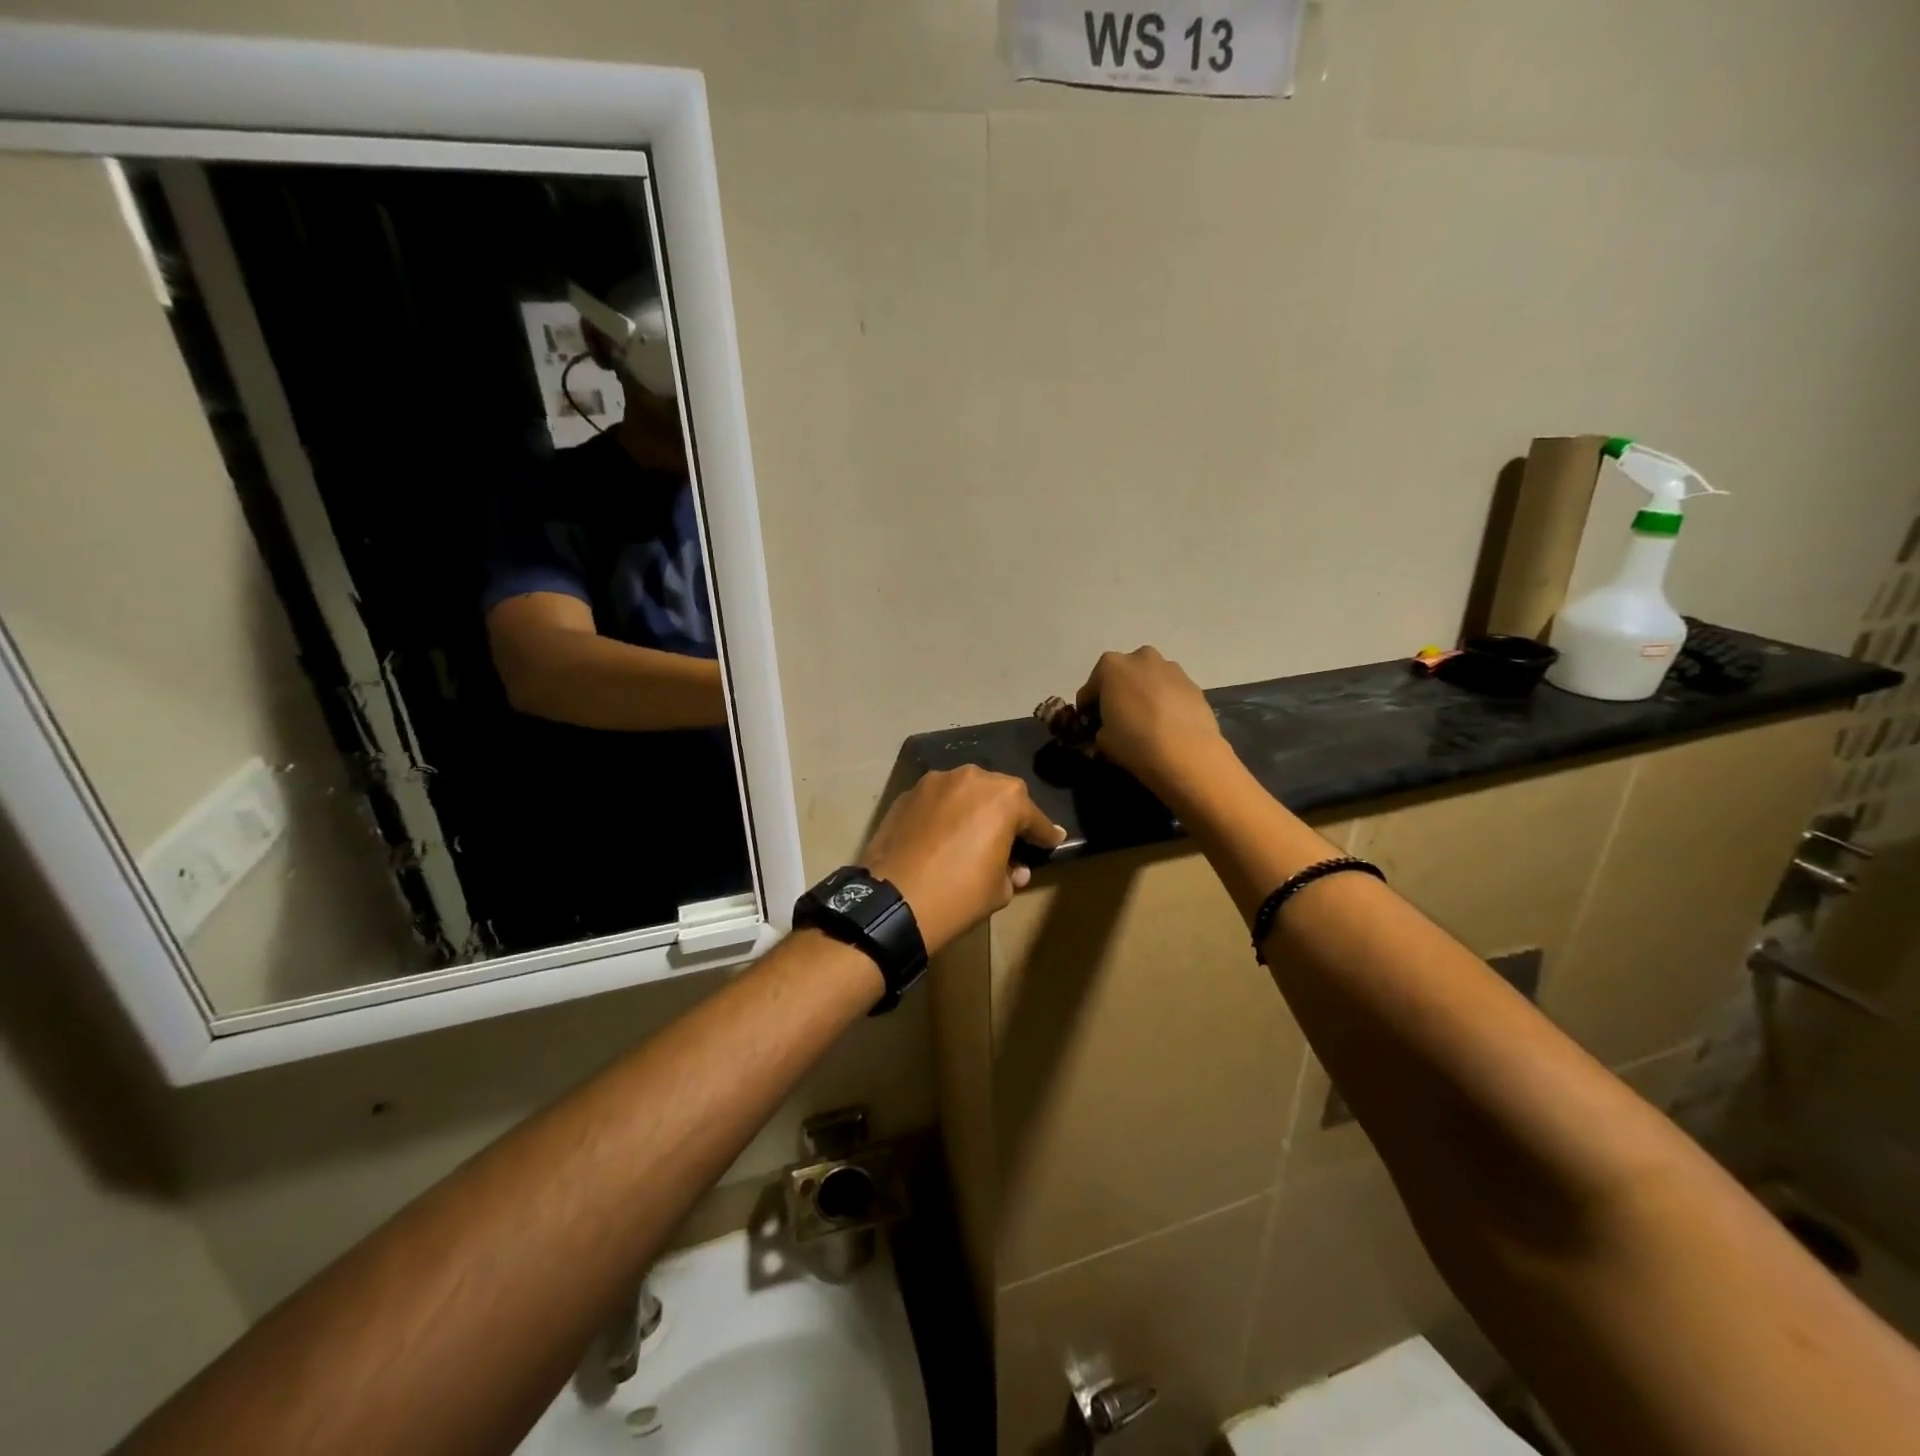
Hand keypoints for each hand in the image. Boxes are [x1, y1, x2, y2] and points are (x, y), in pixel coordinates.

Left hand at [864, 767, 1064, 954]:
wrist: (893, 901)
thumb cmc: (957, 895)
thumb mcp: (998, 891)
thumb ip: (1011, 872)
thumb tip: (1014, 869)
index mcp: (1004, 798)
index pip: (1034, 817)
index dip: (1045, 834)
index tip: (1053, 841)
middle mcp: (971, 778)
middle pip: (998, 794)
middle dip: (1007, 814)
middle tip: (1009, 838)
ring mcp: (935, 782)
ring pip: (964, 792)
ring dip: (972, 809)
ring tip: (971, 834)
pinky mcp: (907, 794)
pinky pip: (936, 801)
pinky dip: (943, 814)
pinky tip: (940, 836)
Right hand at [1076, 646, 1229, 795]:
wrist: (1187, 754)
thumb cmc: (1135, 742)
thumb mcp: (1102, 740)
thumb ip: (1100, 728)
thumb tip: (1107, 729)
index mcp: (1111, 666)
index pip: (1090, 688)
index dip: (1088, 708)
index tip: (1090, 725)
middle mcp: (1141, 658)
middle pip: (1122, 676)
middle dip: (1118, 693)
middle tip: (1119, 719)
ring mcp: (1171, 668)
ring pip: (1149, 680)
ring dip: (1144, 694)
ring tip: (1147, 722)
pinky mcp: (1193, 683)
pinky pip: (1170, 690)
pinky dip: (1165, 702)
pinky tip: (1167, 724)